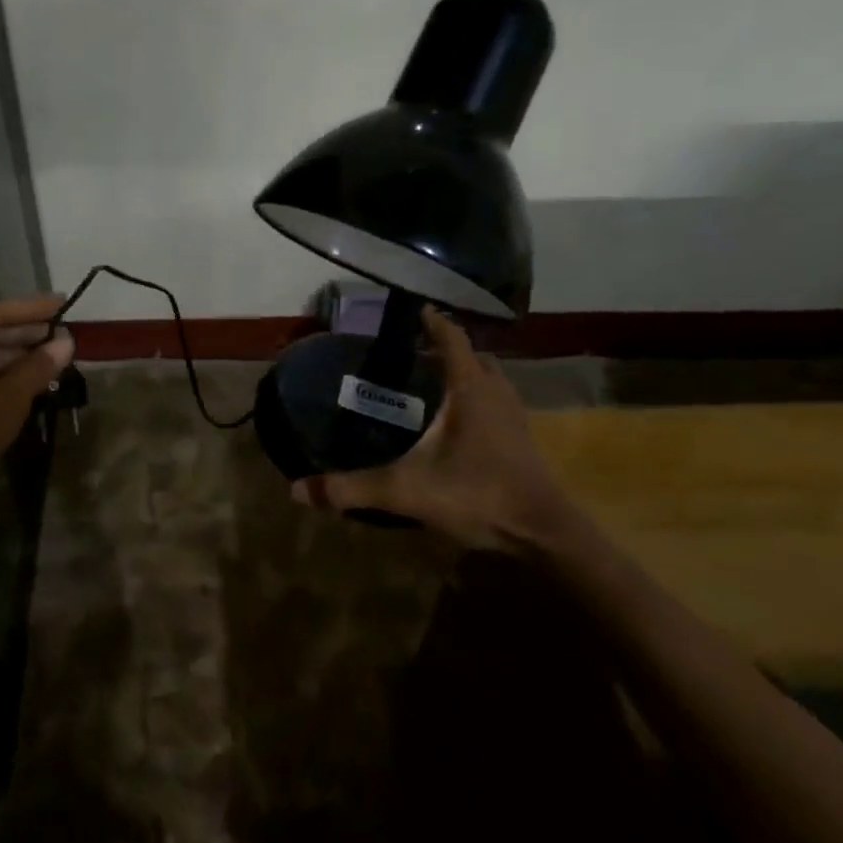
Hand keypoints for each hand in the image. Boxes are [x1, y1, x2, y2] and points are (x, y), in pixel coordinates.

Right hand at [292, 307, 583, 554]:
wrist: (543, 534)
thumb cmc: (477, 495)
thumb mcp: (406, 491)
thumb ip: (352, 488)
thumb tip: (298, 489)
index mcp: (470, 390)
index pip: (452, 339)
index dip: (433, 322)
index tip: (416, 309)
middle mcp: (496, 394)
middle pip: (474, 357)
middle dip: (449, 349)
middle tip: (417, 353)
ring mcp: (515, 418)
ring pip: (491, 381)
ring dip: (467, 375)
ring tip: (435, 384)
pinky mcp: (522, 442)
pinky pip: (497, 405)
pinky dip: (478, 401)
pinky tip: (457, 425)